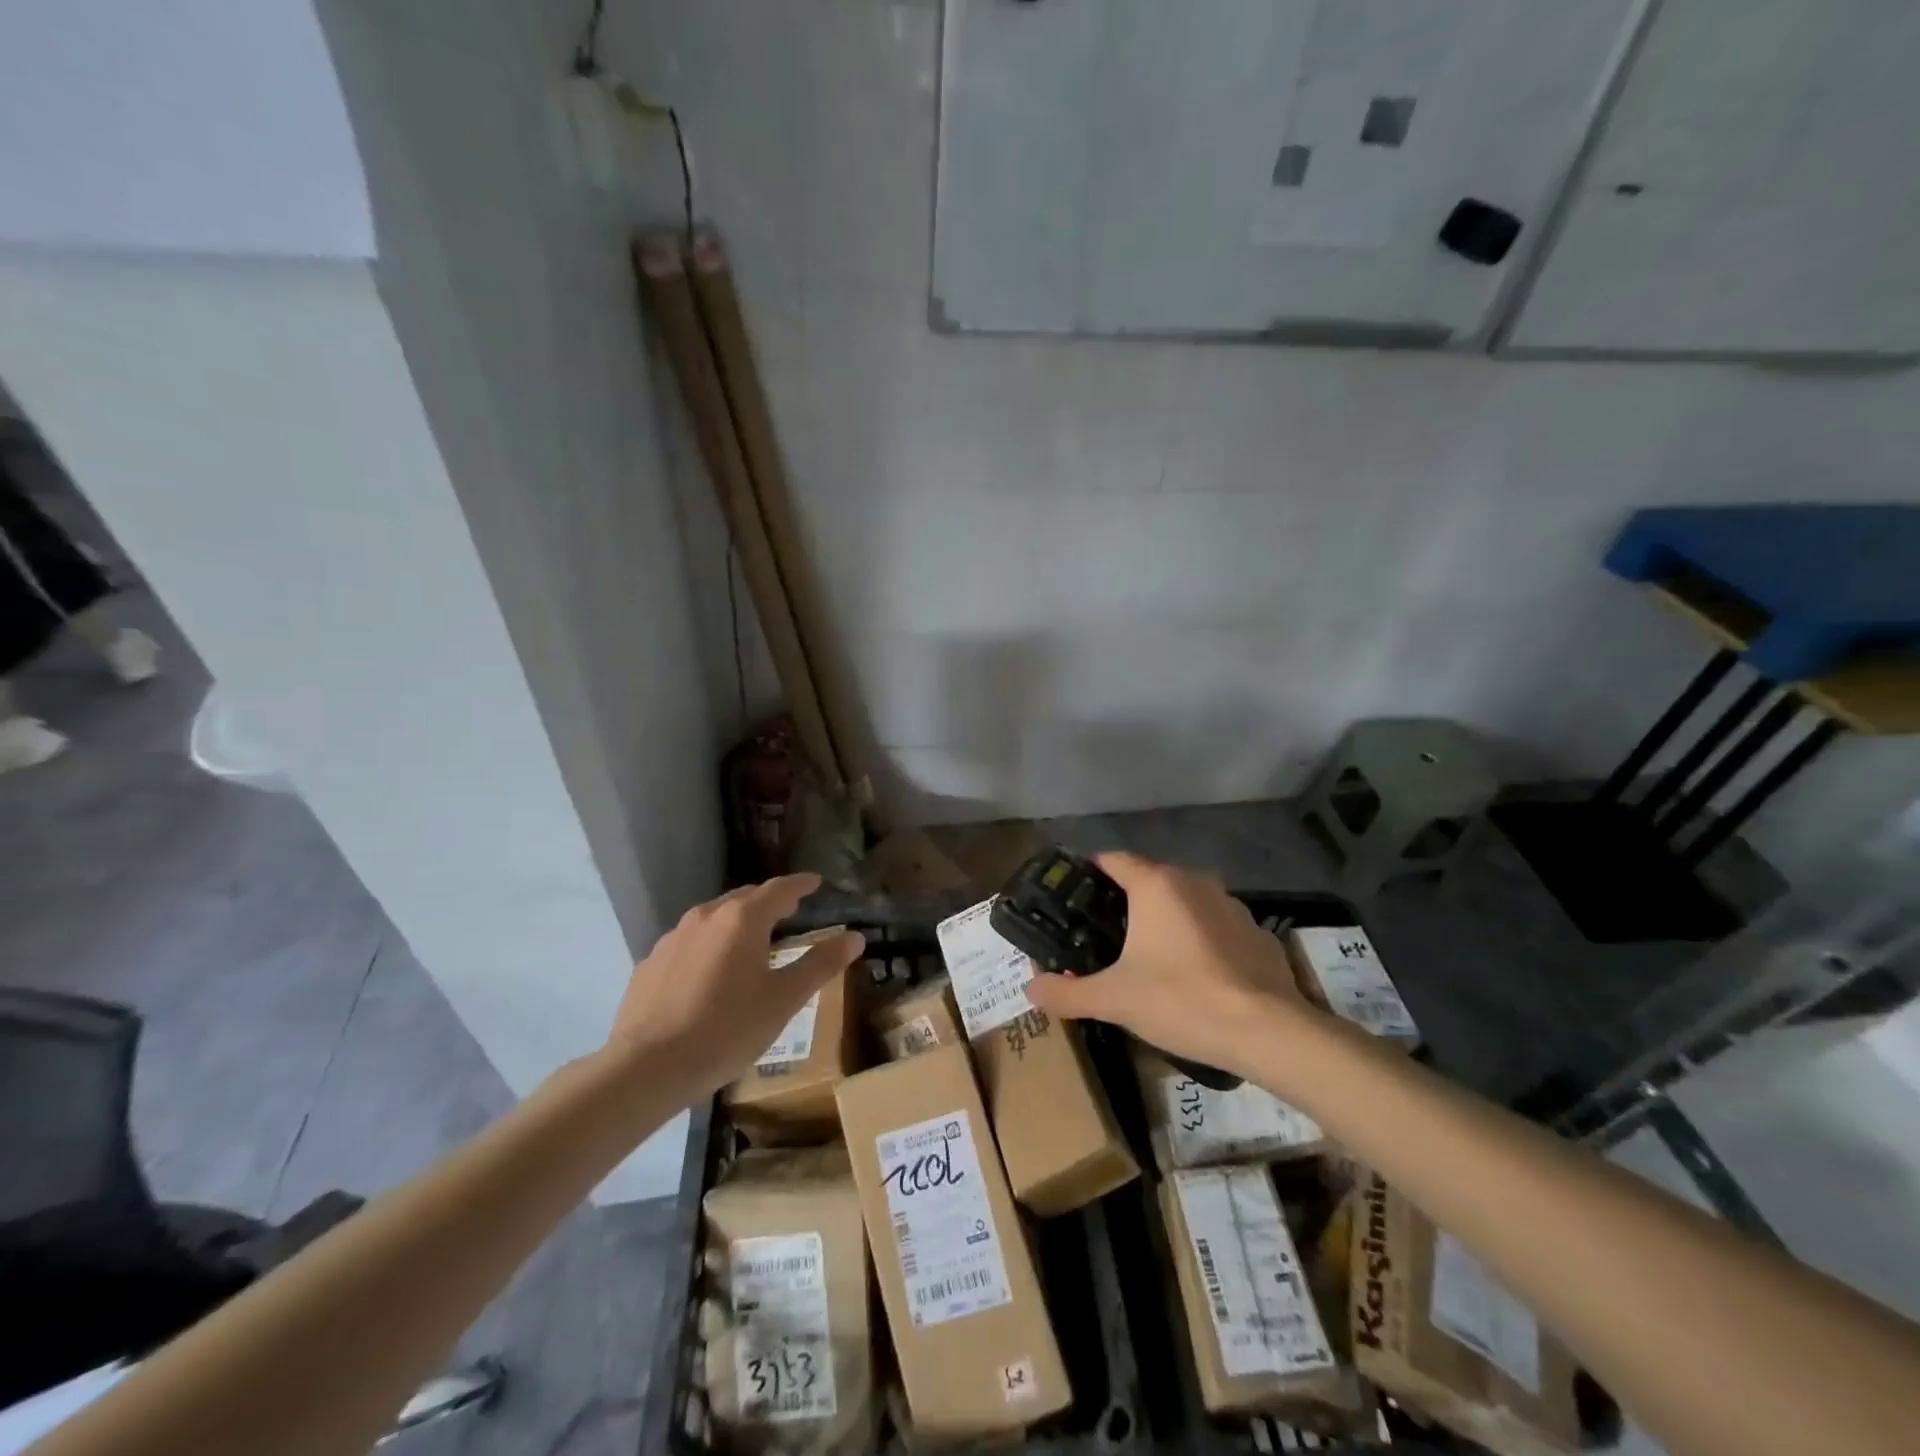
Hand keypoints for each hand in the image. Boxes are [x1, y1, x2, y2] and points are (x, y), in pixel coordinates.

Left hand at [605, 875, 865, 1096]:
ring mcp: (673, 938)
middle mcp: (707, 916)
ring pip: (714, 918)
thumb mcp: (784, 1000)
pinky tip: (710, 974)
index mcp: (743, 919)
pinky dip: (709, 946)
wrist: (646, 1068)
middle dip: (770, 902)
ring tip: (752, 942)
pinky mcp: (650, 962)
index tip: (816, 882)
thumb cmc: (727, 1030)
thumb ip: (820, 964)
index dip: (801, 884)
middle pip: (745, 898)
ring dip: (737, 923)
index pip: (780, 889)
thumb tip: (855, 937)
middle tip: (790, 912)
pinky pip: (689, 943)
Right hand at [1024, 852, 1307, 1080]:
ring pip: (1185, 901)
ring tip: (1149, 957)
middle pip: (1149, 879)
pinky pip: (1216, 925)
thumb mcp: (1113, 1000)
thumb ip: (1067, 991)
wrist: (1267, 1032)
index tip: (1073, 899)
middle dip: (1125, 902)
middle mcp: (1194, 881)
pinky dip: (1200, 939)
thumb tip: (1029, 987)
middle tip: (1104, 936)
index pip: (1112, 860)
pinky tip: (1196, 975)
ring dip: (1165, 919)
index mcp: (1156, 884)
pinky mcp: (1257, 932)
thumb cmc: (1181, 1000)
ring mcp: (1231, 904)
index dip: (1089, 874)